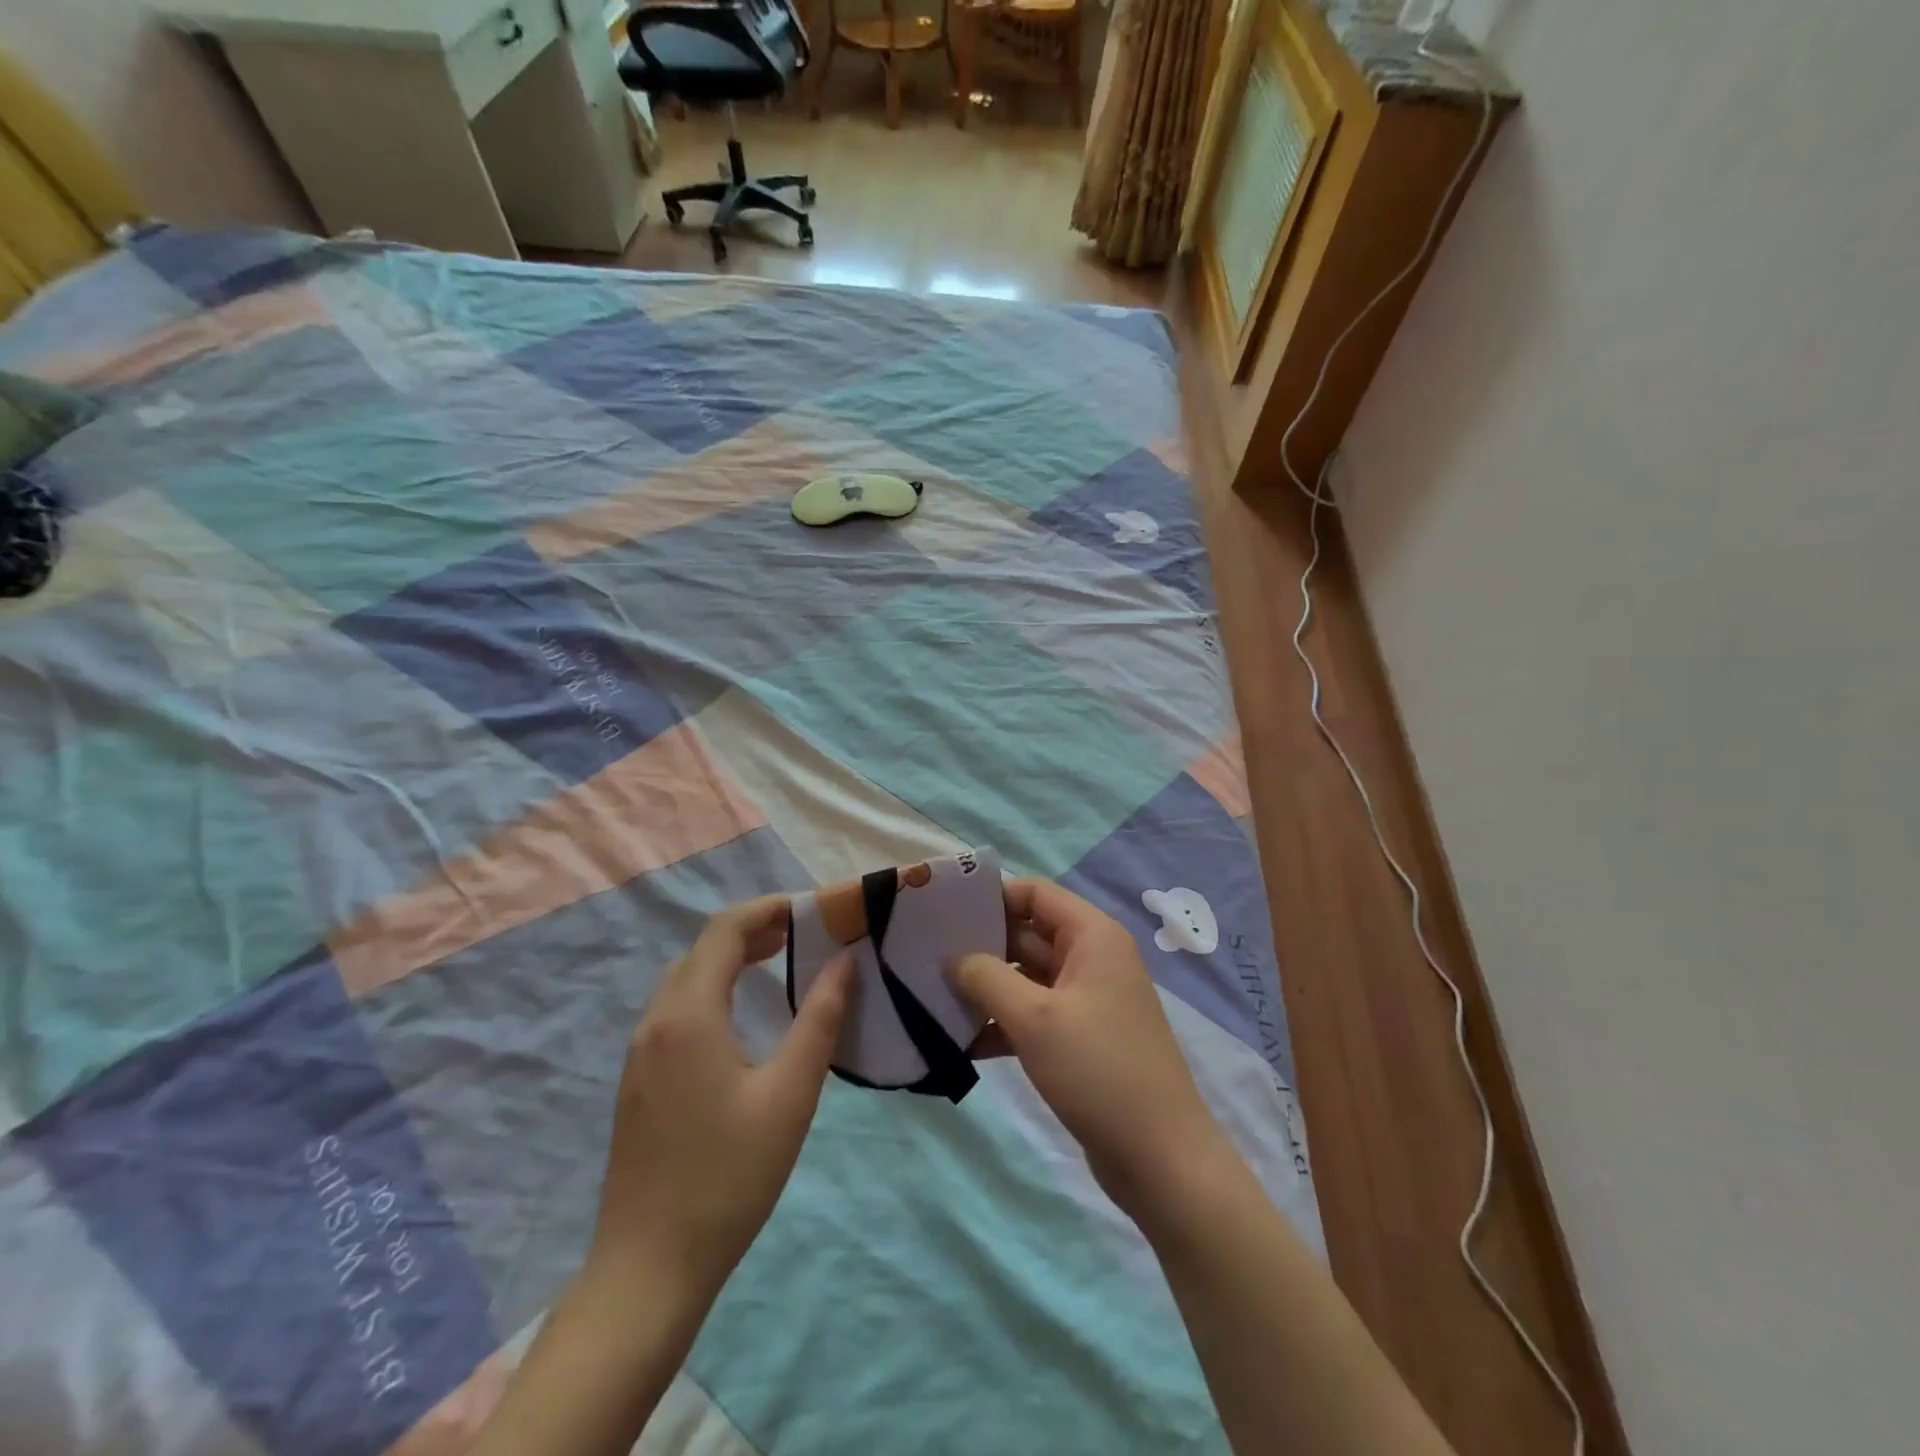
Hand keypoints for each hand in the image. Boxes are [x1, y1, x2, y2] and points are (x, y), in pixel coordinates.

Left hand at [590, 896, 854, 1301]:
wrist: (649, 1268)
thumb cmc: (729, 1177)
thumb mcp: (790, 1094)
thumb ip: (820, 1020)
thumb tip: (845, 963)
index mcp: (689, 1015)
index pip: (724, 931)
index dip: (767, 909)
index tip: (811, 909)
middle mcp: (655, 1021)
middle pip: (702, 949)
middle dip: (753, 929)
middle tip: (805, 933)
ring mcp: (640, 1052)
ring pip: (686, 978)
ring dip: (731, 957)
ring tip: (781, 959)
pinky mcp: (638, 1079)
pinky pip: (676, 1008)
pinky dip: (713, 987)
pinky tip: (742, 1012)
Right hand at [949, 879, 1231, 1222]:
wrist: (1160, 1158)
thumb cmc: (1097, 1070)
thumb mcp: (1034, 1018)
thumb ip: (987, 977)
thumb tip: (953, 957)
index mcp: (1092, 936)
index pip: (1034, 893)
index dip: (991, 897)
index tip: (944, 913)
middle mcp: (1091, 958)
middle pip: (1026, 933)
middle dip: (980, 945)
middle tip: (925, 956)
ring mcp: (1087, 1000)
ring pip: (1026, 977)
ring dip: (986, 988)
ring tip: (932, 997)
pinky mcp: (1080, 1038)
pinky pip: (1033, 1015)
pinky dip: (1002, 1023)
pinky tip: (960, 1042)